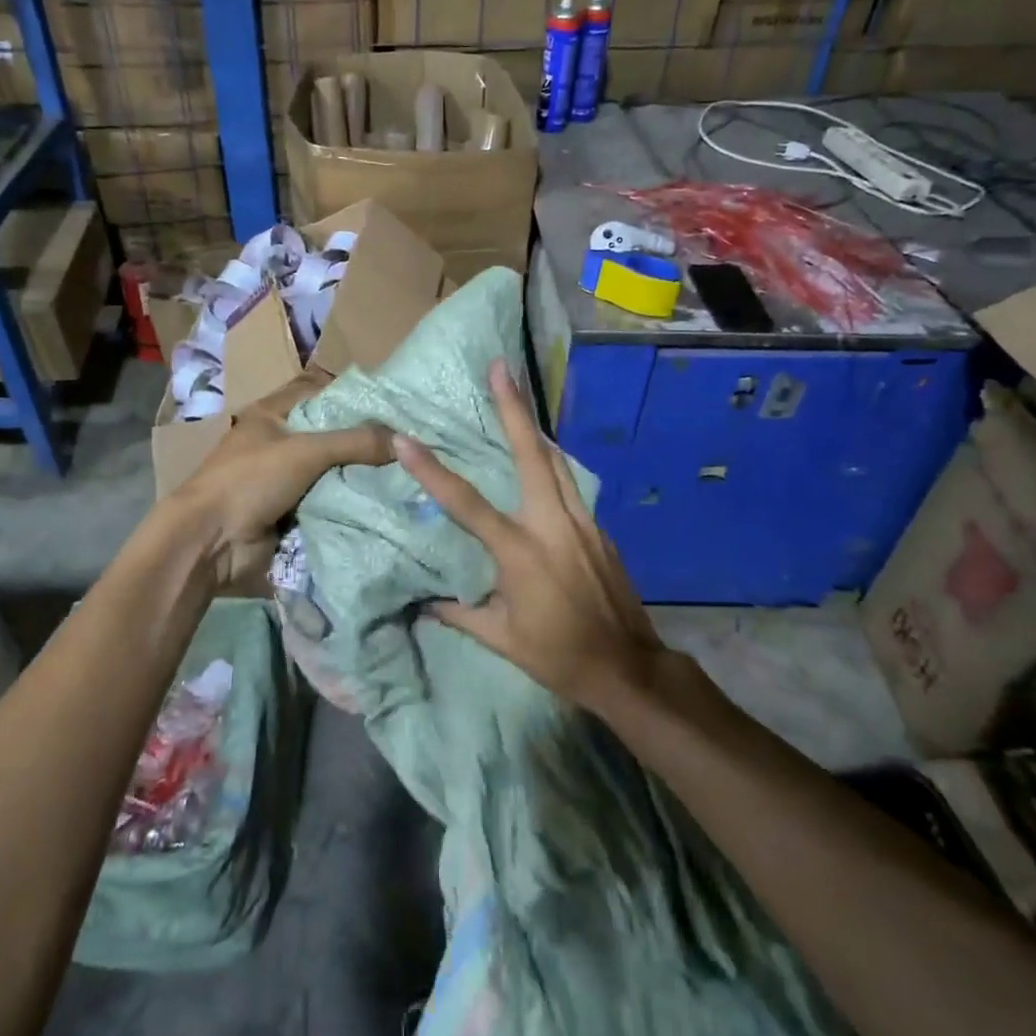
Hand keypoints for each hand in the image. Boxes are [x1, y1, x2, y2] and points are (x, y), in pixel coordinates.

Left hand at [171, 374, 393, 588]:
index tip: (396, 407)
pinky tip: (388, 505)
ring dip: (362, 478)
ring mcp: (286, 482)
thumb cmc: (249, 480)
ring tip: (410, 475)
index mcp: (272, 415)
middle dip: (366, 443)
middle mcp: (280, 444)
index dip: (355, 399)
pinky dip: (352, 506)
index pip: (321, 395)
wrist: (209, 543)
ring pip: (334, 473)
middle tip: (411, 445)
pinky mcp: (292, 515)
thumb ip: (355, 442)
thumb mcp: (305, 450)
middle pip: (332, 438)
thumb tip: (405, 442)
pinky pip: (330, 505)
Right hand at [393, 359, 673, 713]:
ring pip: (556, 461)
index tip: (406, 439)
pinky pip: (569, 484)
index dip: (432, 471)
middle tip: (500, 368)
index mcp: (520, 552)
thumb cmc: (558, 656)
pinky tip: (539, 460)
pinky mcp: (598, 528)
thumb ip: (459, 614)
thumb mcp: (501, 640)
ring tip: (517, 396)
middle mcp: (552, 524)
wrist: (629, 667)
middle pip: (532, 454)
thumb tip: (423, 601)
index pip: (466, 504)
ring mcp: (582, 522)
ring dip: (534, 427)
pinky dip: (549, 463)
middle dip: (514, 408)